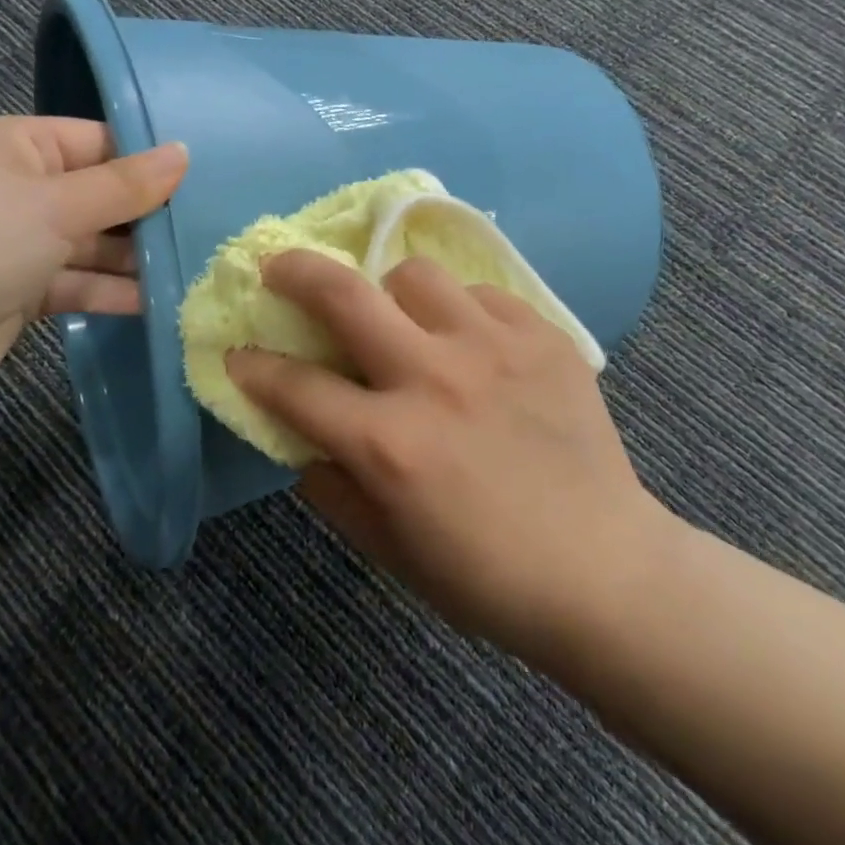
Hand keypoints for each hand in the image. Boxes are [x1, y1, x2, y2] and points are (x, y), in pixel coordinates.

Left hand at [0, 117, 186, 402]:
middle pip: (101, 195)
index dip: (150, 161)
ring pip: (93, 244)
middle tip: (212, 230)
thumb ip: (125, 185)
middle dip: (148, 216)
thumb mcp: (56, 204)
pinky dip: (111, 292)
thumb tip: (184, 152)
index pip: (100, 142)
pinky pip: (78, 282)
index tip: (206, 181)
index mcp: (20, 145)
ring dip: (135, 260)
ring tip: (195, 271)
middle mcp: (21, 187)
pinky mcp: (22, 290)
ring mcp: (21, 241)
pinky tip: (158, 303)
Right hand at [226, 250, 672, 665]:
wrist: (606, 571)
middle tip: (279, 268)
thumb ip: (331, 489)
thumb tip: (302, 438)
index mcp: (389, 444)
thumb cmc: (486, 576)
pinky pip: (482, 294)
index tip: (239, 355)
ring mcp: (494, 349)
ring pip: (416, 275)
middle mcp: (434, 379)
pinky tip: (471, 345)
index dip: (253, 368)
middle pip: (344, 293)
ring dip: (390, 292)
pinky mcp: (543, 337)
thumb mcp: (389, 550)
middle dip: (294, 272)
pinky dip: (460, 312)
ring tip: (399, 317)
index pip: (295, 386)